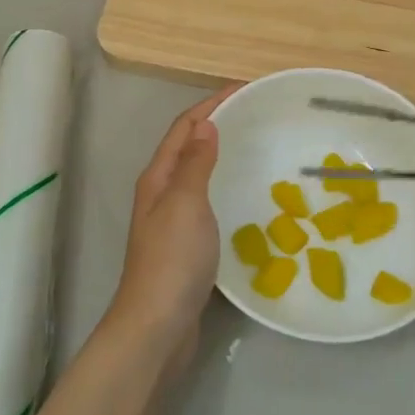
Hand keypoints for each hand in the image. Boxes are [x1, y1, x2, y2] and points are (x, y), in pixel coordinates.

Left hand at [107, 89, 232, 357]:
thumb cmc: (172, 259)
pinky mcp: (186, 245)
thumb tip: (205, 125)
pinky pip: (208, 201)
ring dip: (221, 155)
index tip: (244, 88)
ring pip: (198, 174)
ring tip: (257, 147)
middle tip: (257, 115)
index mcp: (158, 177)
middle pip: (189, 146)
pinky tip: (246, 196)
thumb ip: (195, 163)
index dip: (211, 104)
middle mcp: (161, 193)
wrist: (157, 326)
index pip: (184, 127)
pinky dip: (225, 186)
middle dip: (218, 124)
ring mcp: (172, 221)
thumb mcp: (185, 202)